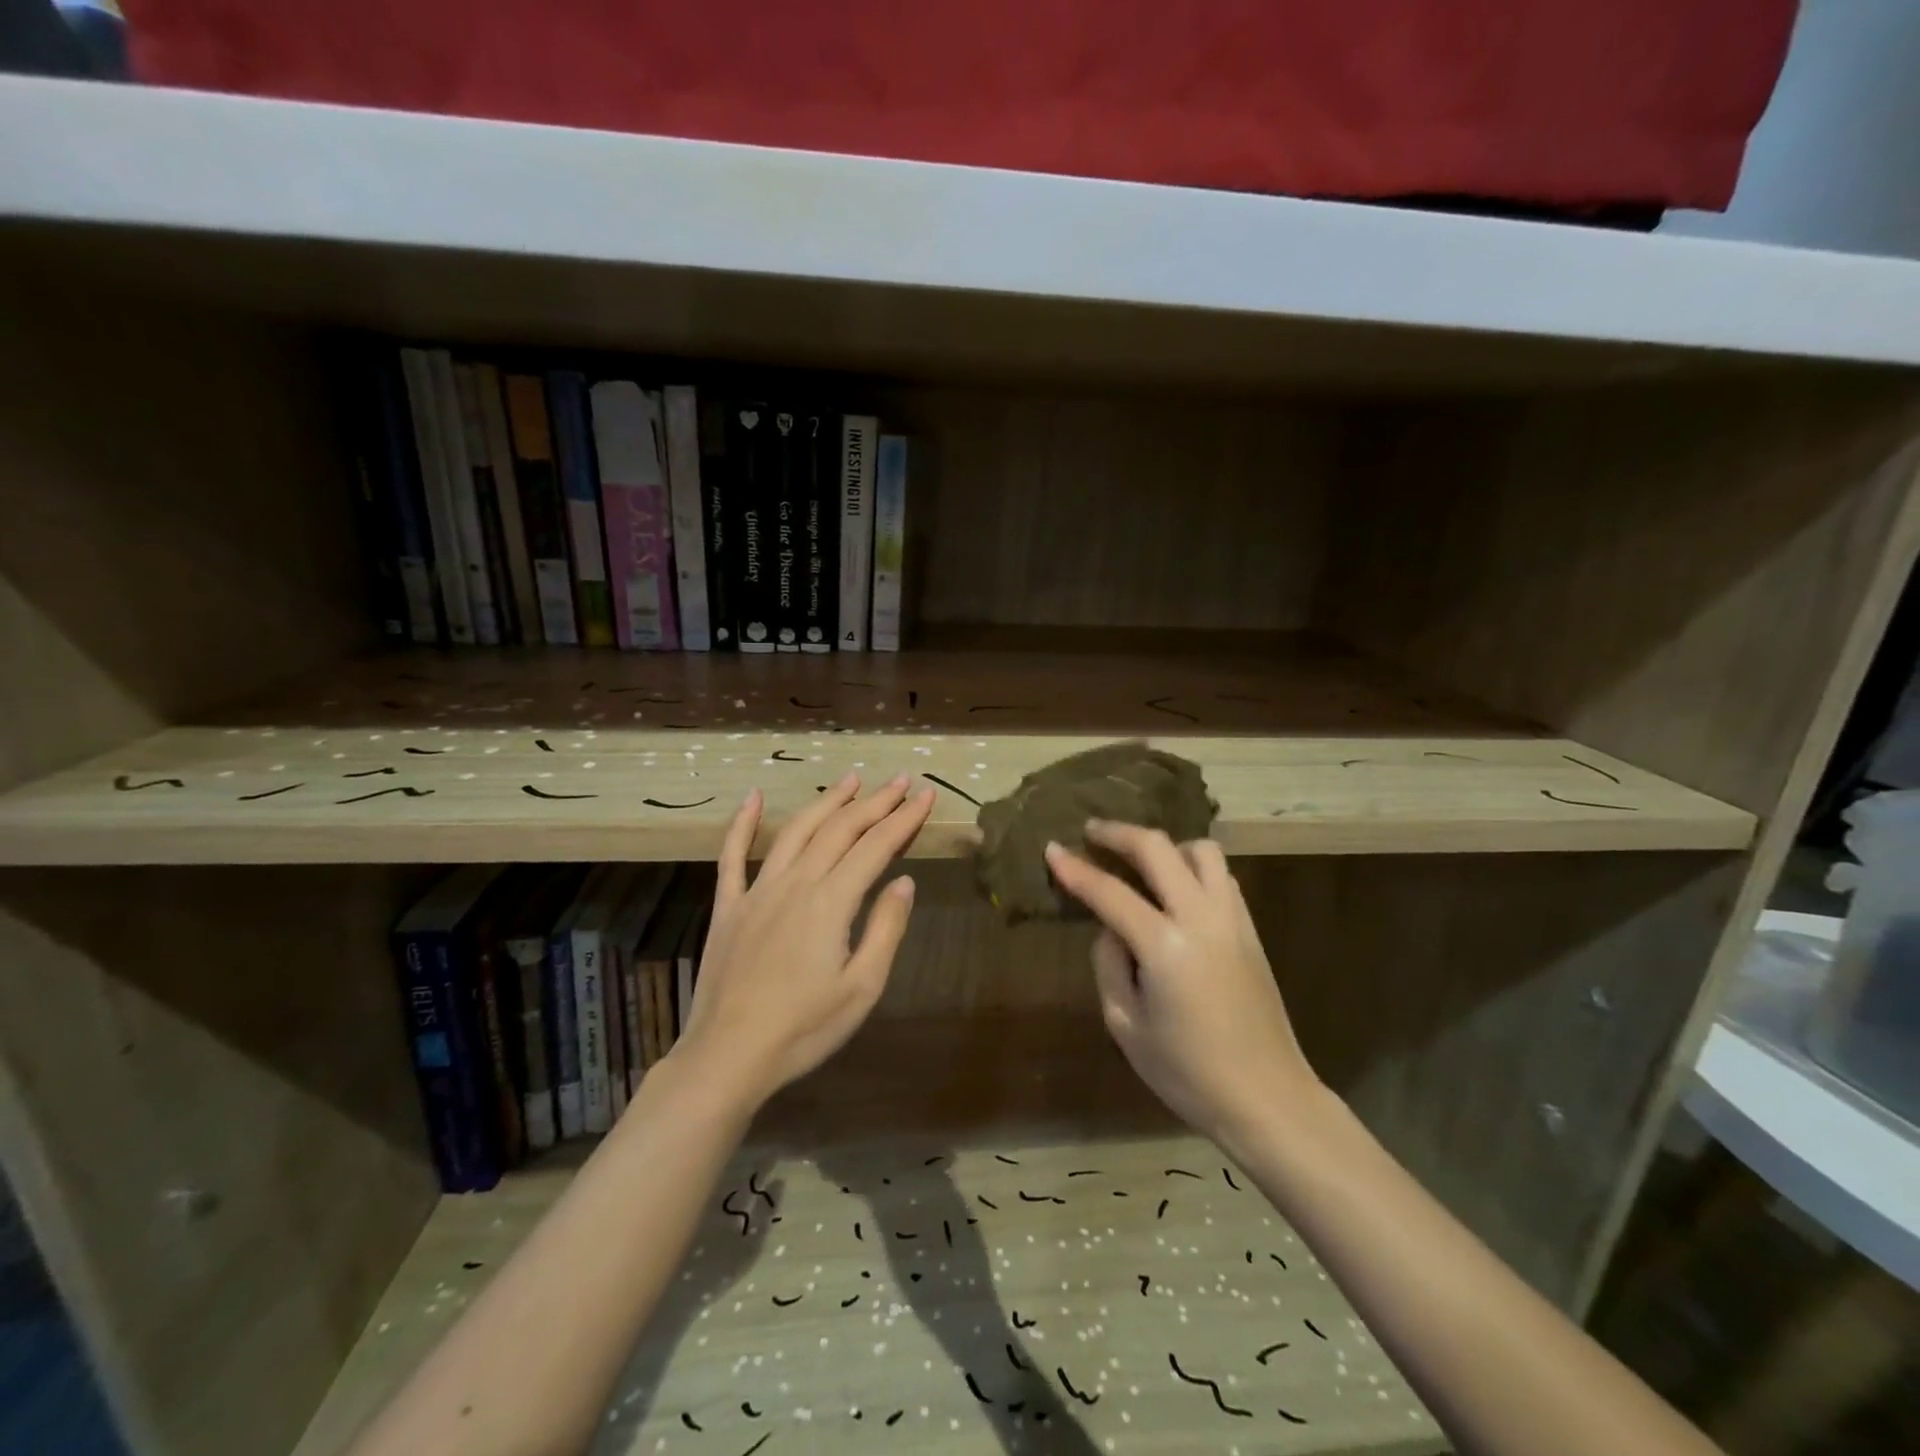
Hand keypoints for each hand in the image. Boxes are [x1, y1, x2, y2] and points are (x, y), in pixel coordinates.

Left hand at [676, 773, 933, 1108]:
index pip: (876, 847)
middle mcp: (795, 883)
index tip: (927, 795)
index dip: (904, 818)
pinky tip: (752, 797)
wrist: (729, 1055)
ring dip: (826, 802)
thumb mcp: (862, 987)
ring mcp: (757, 891)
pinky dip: (743, 823)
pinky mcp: (729, 906)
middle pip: (840, 830)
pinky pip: (732, 856)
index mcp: (831, 902)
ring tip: (851, 780)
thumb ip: (886, 928)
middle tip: (900, 780)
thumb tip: (904, 881)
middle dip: (875, 802)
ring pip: (796, 831)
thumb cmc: (804, 1028)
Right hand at [1045, 822, 1318, 1147]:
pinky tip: (1176, 889)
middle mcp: (1201, 918)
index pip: (1110, 892)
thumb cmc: (1187, 1073)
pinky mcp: (1251, 929)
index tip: (1051, 848)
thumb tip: (1112, 930)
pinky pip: (1221, 876)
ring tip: (1141, 862)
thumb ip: (1109, 965)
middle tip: (1092, 833)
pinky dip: (1193, 867)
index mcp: (1165, 946)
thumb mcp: (1125, 1025)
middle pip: (1158, 848)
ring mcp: (1233, 919)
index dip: (1075, 868)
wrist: (1268, 1098)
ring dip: (1165, 846)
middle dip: (1119, 833)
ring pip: (1201, 850)